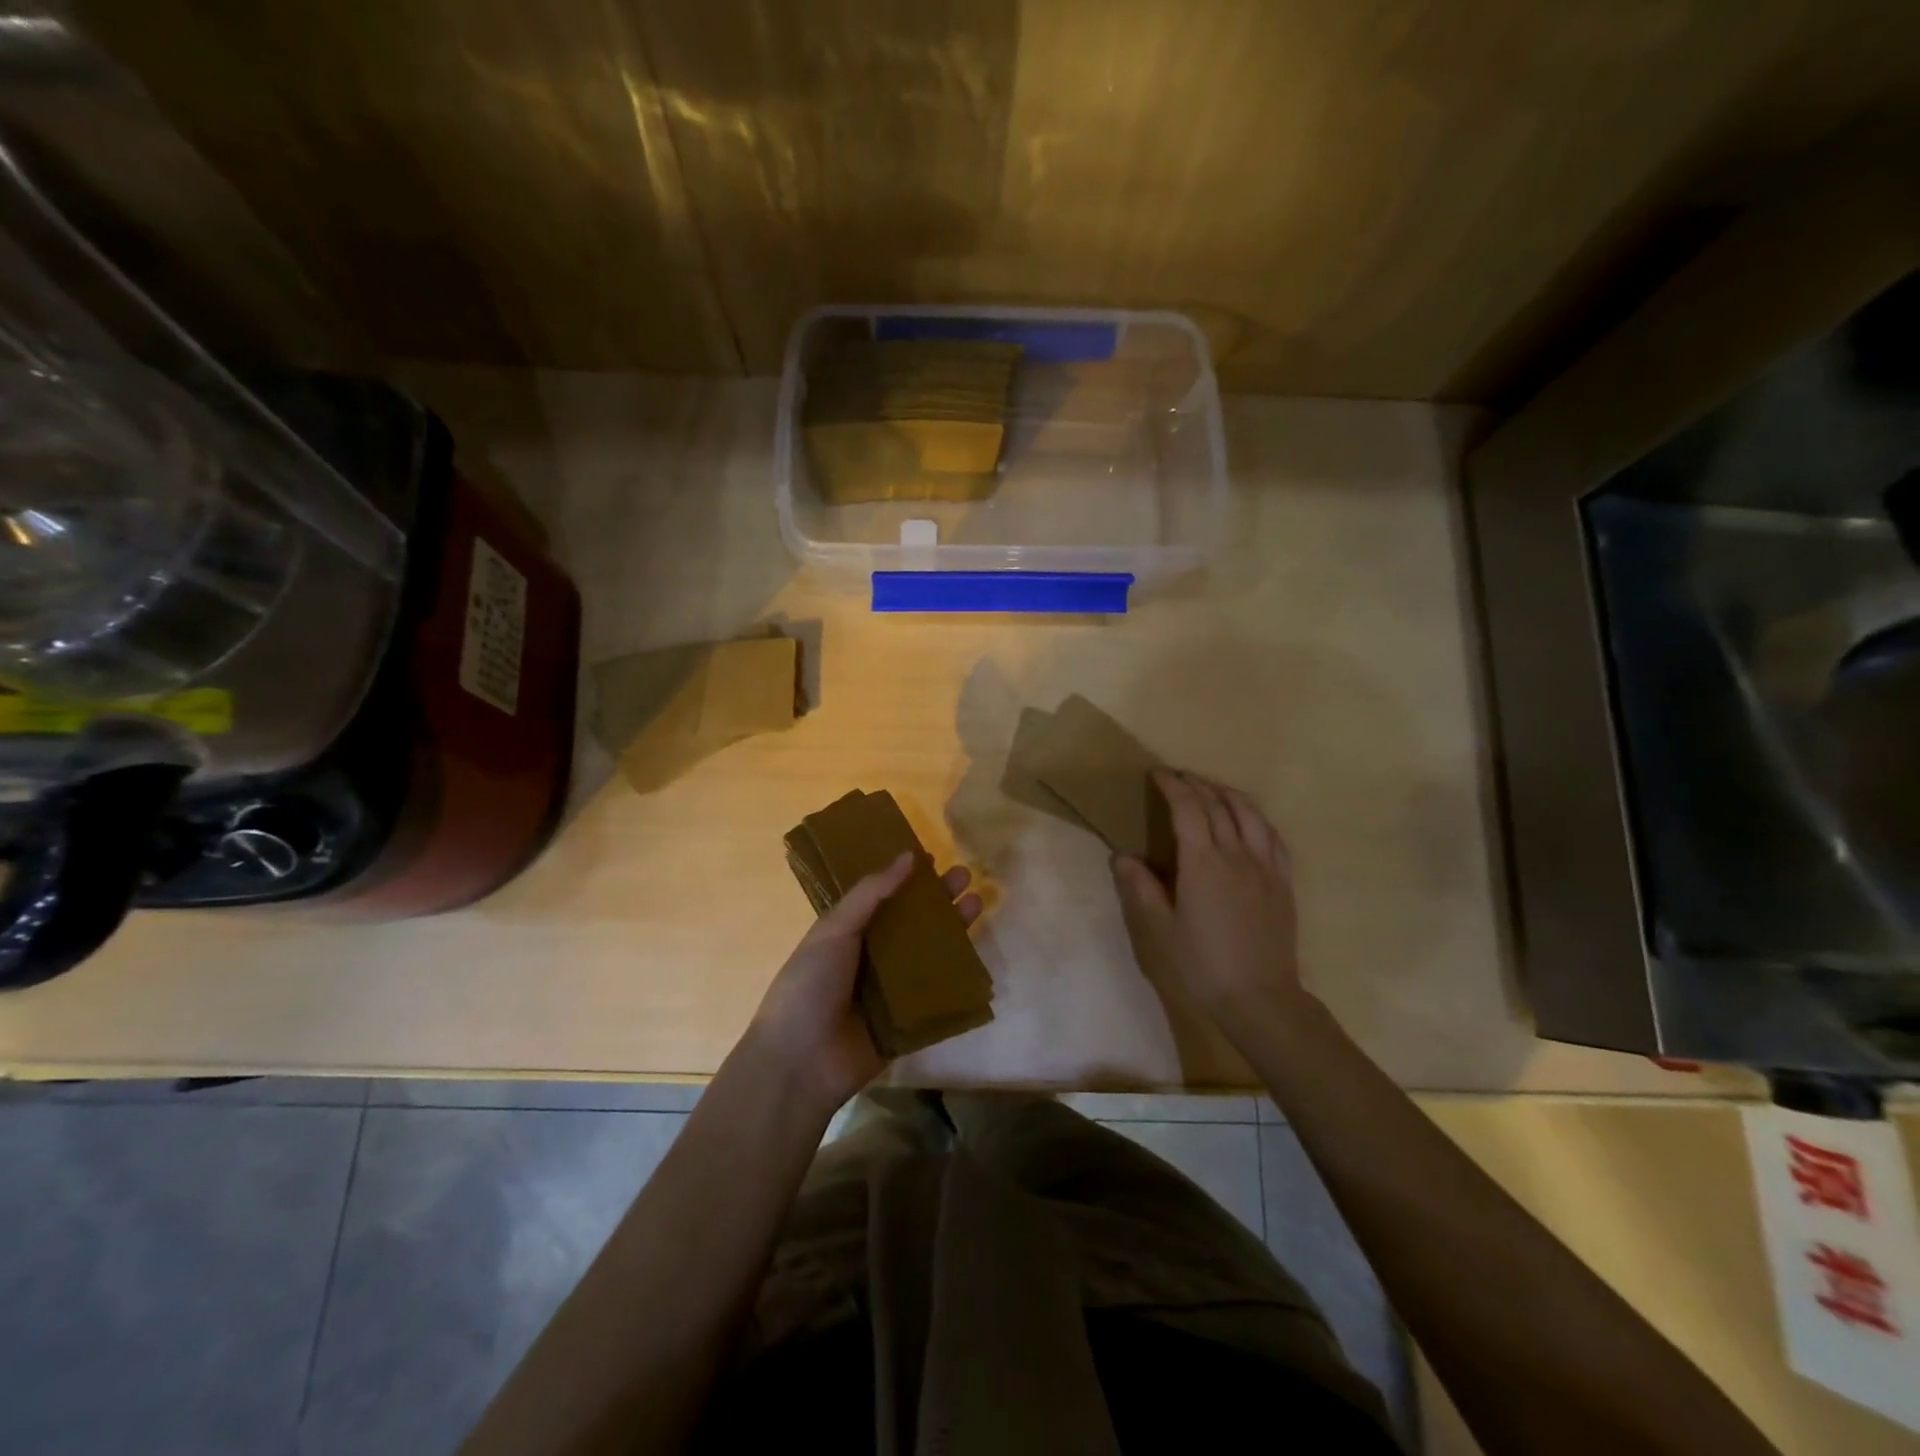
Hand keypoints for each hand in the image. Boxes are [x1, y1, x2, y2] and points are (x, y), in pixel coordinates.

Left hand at [744, 852, 982, 1117]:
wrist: (799, 1063)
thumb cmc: (810, 986)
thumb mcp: (835, 930)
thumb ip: (871, 893)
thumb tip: (909, 856)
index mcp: (848, 933)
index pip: (885, 898)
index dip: (908, 879)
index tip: (935, 858)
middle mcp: (871, 958)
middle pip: (912, 924)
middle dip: (938, 900)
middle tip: (966, 877)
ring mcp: (891, 992)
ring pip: (929, 956)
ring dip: (952, 932)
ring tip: (977, 904)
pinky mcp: (907, 1023)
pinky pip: (936, 997)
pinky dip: (955, 979)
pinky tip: (978, 958)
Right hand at [1111, 771, 1311, 1033]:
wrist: (1260, 998)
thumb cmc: (1203, 965)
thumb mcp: (1160, 931)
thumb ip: (1141, 889)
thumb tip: (1122, 857)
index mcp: (1203, 864)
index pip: (1188, 809)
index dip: (1173, 787)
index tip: (1159, 774)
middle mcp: (1236, 855)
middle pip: (1218, 806)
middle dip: (1197, 785)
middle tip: (1179, 777)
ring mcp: (1265, 867)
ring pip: (1250, 815)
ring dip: (1228, 795)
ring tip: (1213, 789)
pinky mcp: (1283, 882)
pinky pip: (1273, 837)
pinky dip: (1257, 819)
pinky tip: (1250, 821)